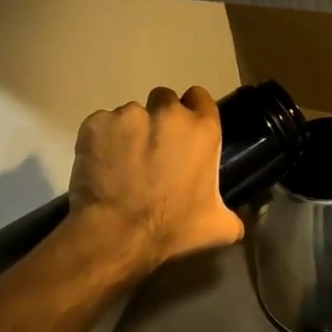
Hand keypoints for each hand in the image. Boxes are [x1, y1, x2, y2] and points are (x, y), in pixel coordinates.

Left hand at [68, 85, 244, 274]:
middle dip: (159, 119)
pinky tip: (101, 165)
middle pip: (164, 100)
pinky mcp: (97, 122)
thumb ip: (230, 216)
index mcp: (202, 129)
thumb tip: (235, 222)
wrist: (117, 233)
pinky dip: (101, 140)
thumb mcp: (217, 227)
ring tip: (122, 163)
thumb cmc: (172, 227)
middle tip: (152, 150)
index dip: (192, 111)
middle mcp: (169, 113)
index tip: (184, 132)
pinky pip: (101, 125)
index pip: (200, 97)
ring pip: (131, 114)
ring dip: (129, 132)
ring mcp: (130, 114)